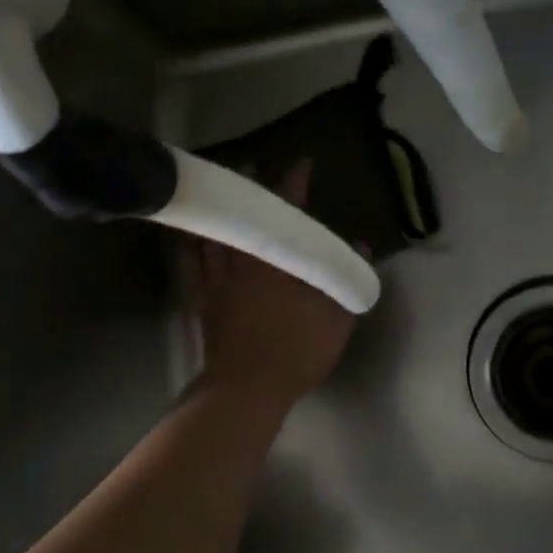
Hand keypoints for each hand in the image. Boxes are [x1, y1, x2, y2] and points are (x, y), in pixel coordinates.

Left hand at [184, 162, 360, 408]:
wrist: (247, 388)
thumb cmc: (297, 351)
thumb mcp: (337, 318)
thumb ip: (346, 277)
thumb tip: (360, 245)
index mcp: (279, 262)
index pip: (287, 212)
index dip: (294, 184)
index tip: (302, 163)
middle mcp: (245, 262)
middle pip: (243, 217)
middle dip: (250, 192)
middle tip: (251, 172)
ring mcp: (219, 281)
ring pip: (215, 235)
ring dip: (220, 213)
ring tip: (222, 197)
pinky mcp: (203, 301)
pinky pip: (192, 265)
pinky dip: (192, 247)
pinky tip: (192, 239)